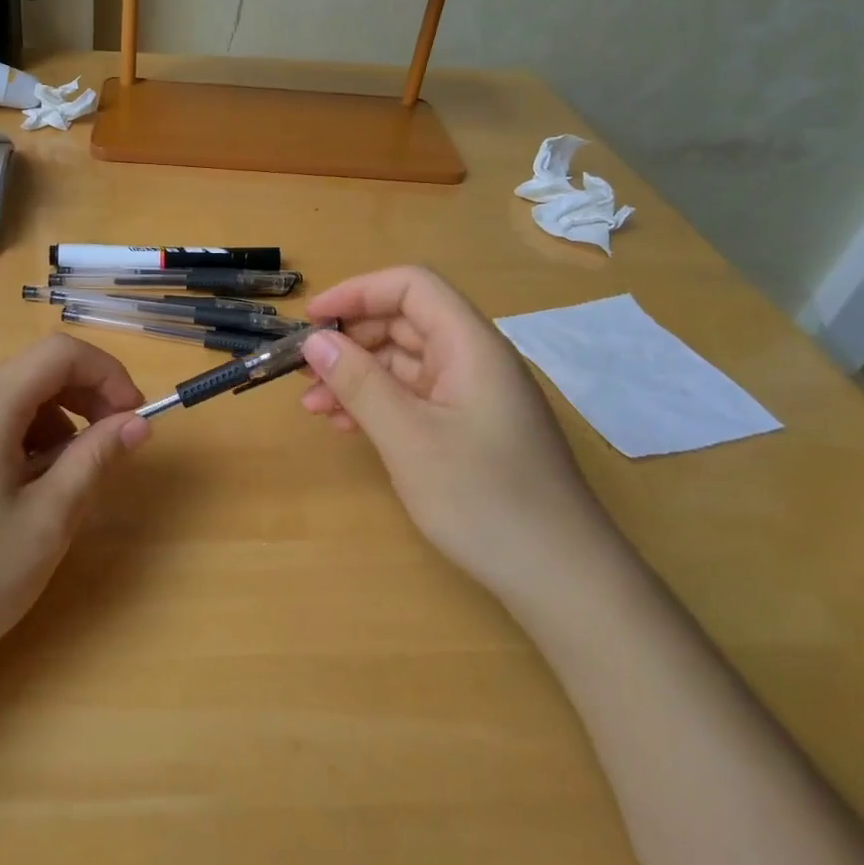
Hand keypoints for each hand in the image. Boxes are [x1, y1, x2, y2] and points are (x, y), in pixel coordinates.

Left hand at [0, 335, 150, 676]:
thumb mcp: (48, 519)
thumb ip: (95, 459)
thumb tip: (137, 422)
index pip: (58, 354)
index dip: (106, 373)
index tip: (133, 416)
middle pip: (36, 372)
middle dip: (86, 397)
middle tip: (115, 444)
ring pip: (15, 402)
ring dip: (58, 424)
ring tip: (72, 480)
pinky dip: (27, 444)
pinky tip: (32, 493)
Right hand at [299, 266, 616, 595]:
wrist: (560, 577)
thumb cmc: (483, 499)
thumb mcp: (409, 438)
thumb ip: (360, 383)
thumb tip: (316, 341)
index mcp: (471, 345)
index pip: (412, 287)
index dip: (358, 292)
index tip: (312, 320)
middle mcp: (474, 360)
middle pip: (405, 323)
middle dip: (350, 340)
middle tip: (303, 370)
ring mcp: (473, 396)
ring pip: (405, 363)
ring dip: (357, 376)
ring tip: (314, 405)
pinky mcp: (469, 429)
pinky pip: (415, 398)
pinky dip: (378, 404)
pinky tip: (347, 426)